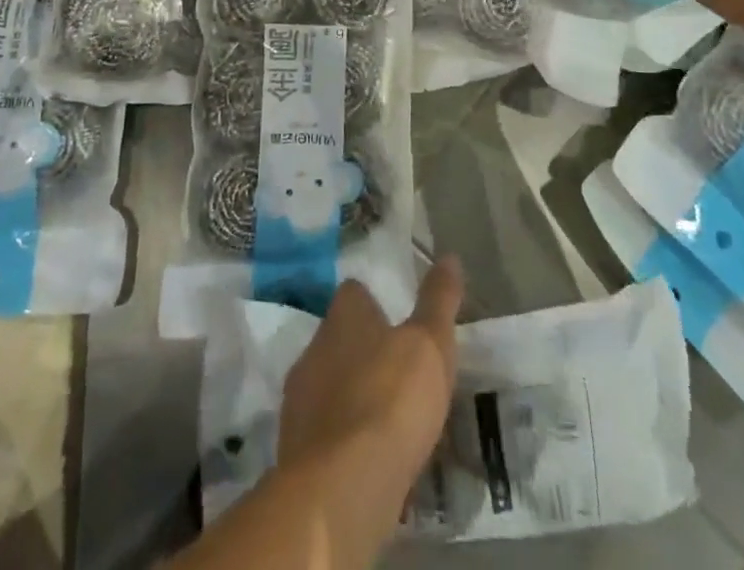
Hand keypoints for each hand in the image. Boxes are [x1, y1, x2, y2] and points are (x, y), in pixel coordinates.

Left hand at [277, 258, 462, 531]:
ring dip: (352, 397)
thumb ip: (438, 301)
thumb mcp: (430, 344)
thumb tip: (449, 257)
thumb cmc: (390, 399)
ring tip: (387, 422)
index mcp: (343, 316)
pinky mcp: (294, 449)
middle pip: (338, 338)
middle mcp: (314, 347)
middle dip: (363, 352)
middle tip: (397, 374)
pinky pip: (324, 434)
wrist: (342, 487)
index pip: (353, 293)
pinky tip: (369, 460)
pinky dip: (343, 441)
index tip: (397, 321)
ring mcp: (299, 400)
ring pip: (328, 386)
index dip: (374, 303)